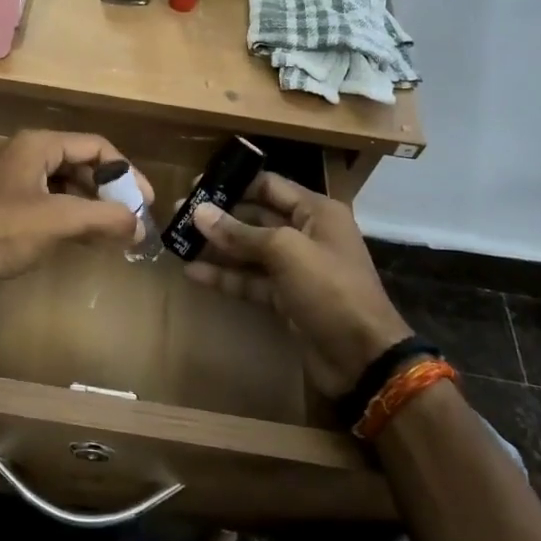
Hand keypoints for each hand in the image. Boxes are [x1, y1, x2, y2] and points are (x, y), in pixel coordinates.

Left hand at [0, 130, 152, 290]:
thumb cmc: (1, 231)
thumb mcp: (58, 220)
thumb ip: (104, 218)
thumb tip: (140, 226)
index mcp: (40, 146)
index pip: (97, 147)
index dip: (126, 172)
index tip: (146, 202)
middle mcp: (30, 158)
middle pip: (84, 165)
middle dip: (111, 191)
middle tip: (135, 219)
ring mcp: (20, 185)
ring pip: (70, 189)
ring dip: (96, 208)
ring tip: (120, 233)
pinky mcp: (13, 212)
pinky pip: (55, 208)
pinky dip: (77, 221)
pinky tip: (92, 242)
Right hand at [186, 173, 411, 396]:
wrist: (362, 357)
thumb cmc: (329, 289)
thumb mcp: (284, 251)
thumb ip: (240, 232)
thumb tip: (199, 212)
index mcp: (316, 212)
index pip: (269, 186)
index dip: (233, 183)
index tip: (196, 185)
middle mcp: (306, 234)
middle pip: (256, 217)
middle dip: (220, 216)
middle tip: (179, 213)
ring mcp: (295, 269)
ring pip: (250, 251)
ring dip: (218, 246)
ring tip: (178, 239)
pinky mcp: (285, 298)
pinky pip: (250, 280)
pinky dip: (225, 276)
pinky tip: (193, 272)